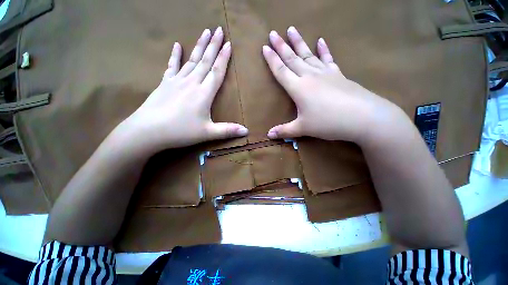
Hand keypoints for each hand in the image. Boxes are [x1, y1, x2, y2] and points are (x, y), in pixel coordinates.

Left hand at [118, 27, 247, 153]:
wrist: (148, 130)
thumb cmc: (181, 132)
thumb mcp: (208, 133)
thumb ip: (228, 130)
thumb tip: (247, 131)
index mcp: (203, 93)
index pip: (217, 72)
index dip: (223, 58)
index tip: (229, 43)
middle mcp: (192, 83)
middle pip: (205, 61)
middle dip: (213, 45)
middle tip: (218, 29)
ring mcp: (177, 81)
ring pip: (191, 60)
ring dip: (199, 46)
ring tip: (204, 32)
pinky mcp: (165, 83)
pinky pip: (172, 66)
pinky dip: (175, 55)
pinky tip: (176, 45)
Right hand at [263, 26, 402, 144]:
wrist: (364, 117)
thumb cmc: (328, 123)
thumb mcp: (303, 129)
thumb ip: (284, 131)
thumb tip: (269, 135)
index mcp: (299, 88)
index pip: (281, 71)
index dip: (272, 60)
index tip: (264, 47)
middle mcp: (310, 77)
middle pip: (292, 59)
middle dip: (281, 46)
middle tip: (273, 32)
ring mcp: (326, 74)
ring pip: (308, 55)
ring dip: (299, 42)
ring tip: (291, 29)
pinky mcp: (338, 75)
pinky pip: (328, 59)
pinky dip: (324, 50)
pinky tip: (321, 41)